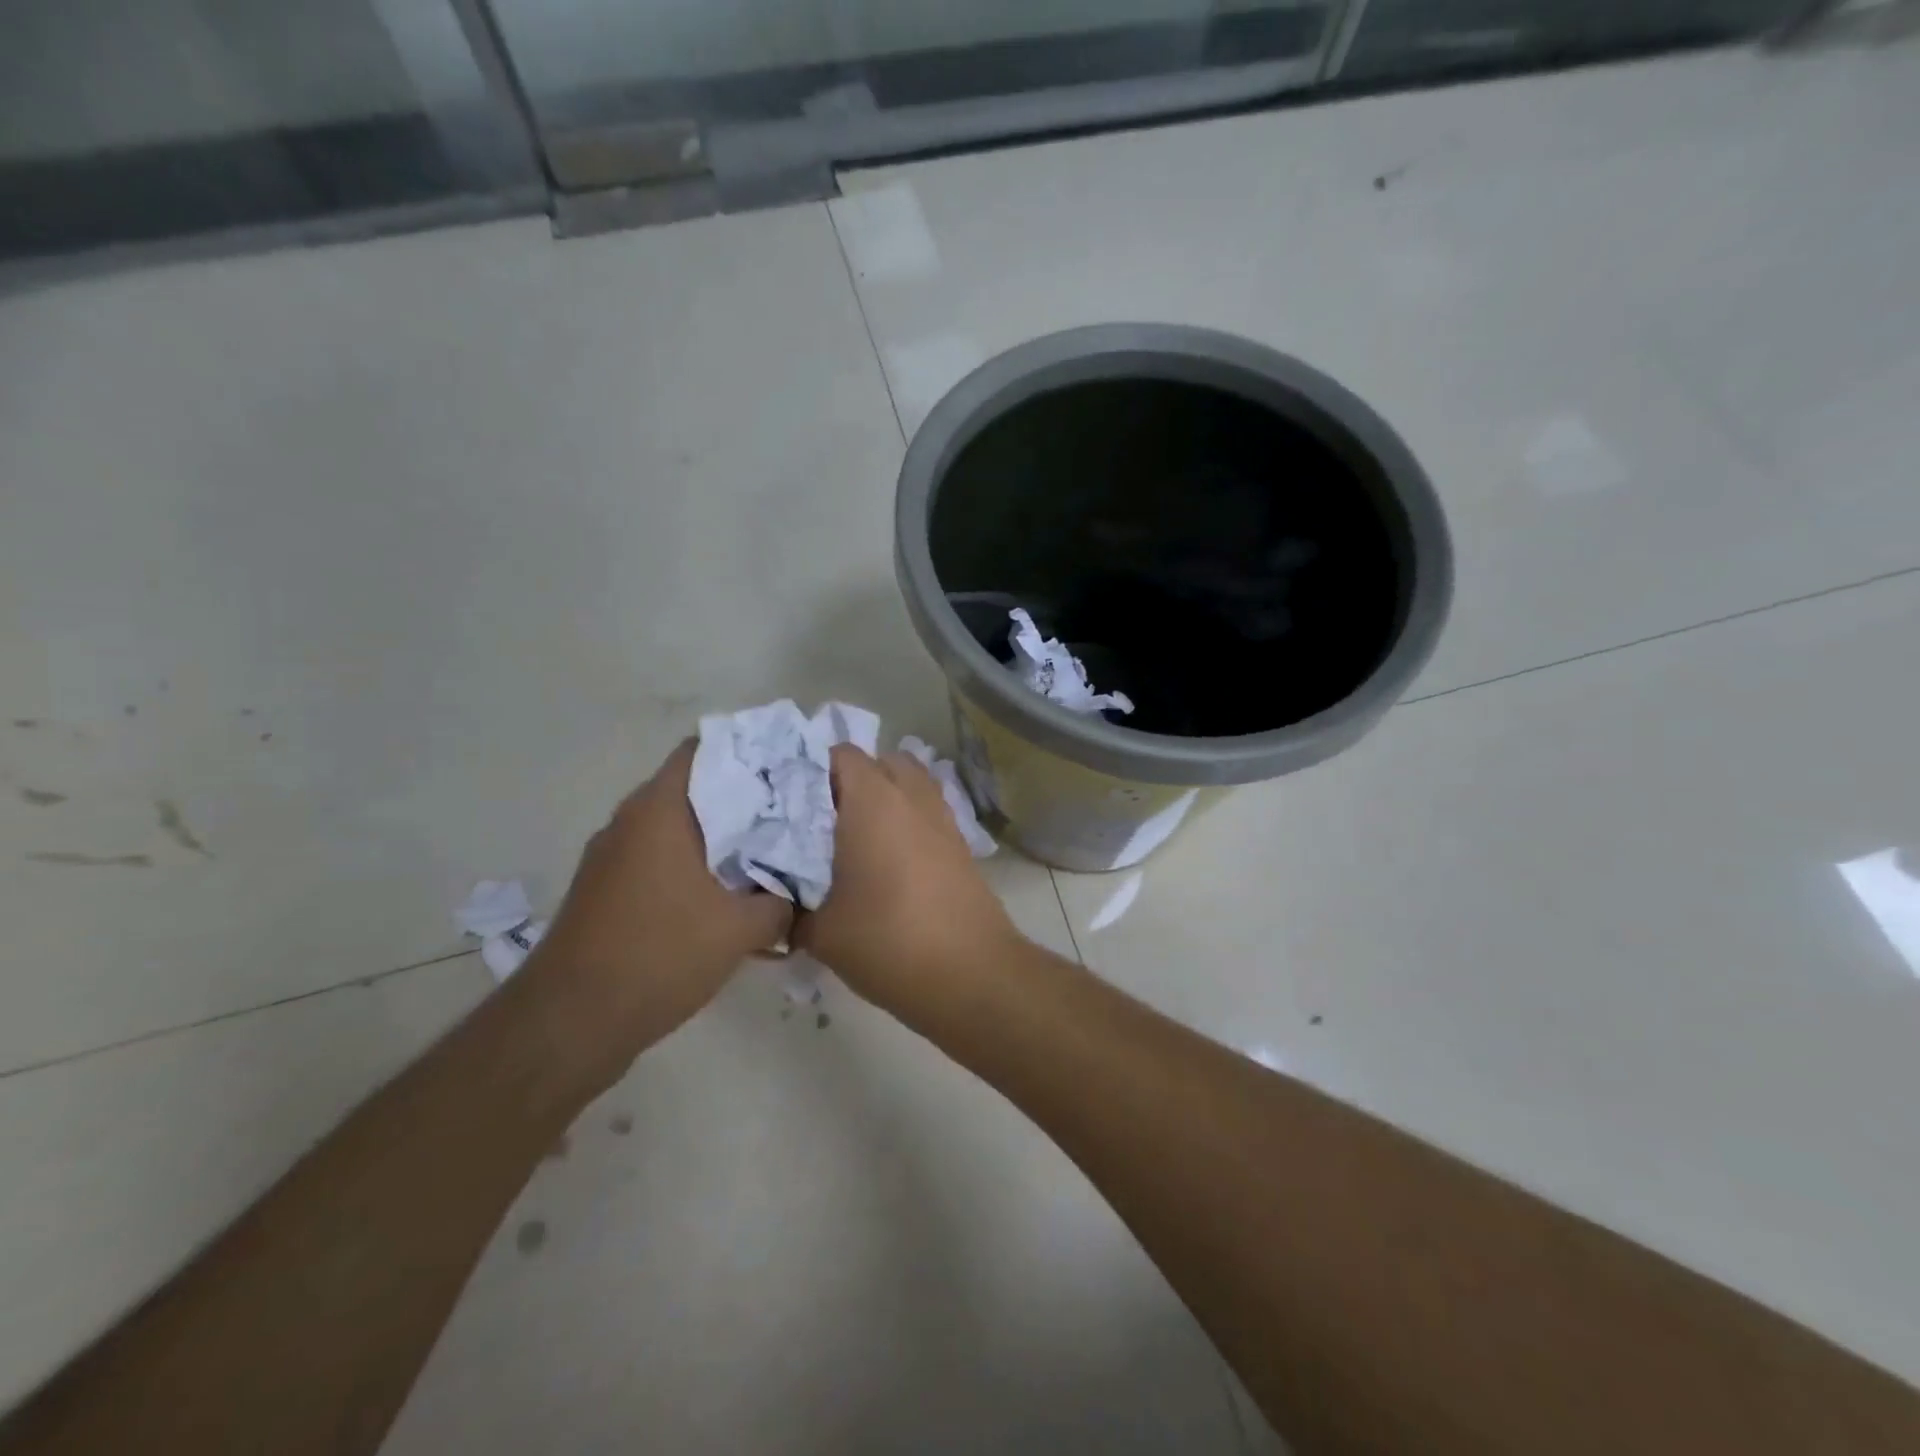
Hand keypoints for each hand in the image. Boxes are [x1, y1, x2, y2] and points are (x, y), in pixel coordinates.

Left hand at [526, 741, 791, 1069]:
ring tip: (765, 854)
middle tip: (789, 814)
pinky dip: (692, 866)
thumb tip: (796, 895)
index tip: (785, 768)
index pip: (703, 750)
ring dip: (717, 838)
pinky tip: (724, 896)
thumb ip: (780, 903)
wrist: (571, 1022)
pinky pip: (658, 860)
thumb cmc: (660, 954)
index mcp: (660, 810)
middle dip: (741, 800)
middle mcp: (630, 821)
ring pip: (676, 828)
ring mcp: (611, 857)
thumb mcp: (740, 930)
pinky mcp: (604, 890)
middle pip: (693, 789)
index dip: (747, 752)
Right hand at [795, 746, 1019, 1014]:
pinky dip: (908, 819)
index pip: (840, 755)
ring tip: (857, 836)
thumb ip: (790, 909)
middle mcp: (911, 796)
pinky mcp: (960, 842)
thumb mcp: (821, 931)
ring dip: (885, 796)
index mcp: (873, 801)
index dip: (812, 770)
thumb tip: (777, 904)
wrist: (969, 973)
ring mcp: (942, 816)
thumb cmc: (888, 941)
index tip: (789, 801)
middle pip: (880, 761)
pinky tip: (889, 860)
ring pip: (910, 783)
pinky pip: (927, 811)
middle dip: (851, 780)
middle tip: (822, 819)